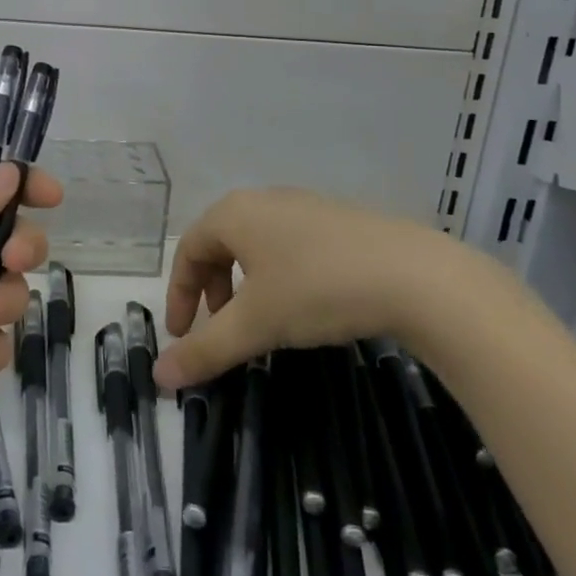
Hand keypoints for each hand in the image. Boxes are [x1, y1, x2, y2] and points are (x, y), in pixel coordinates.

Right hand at [152, 187, 465, 391]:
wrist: (415, 276)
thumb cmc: (317, 289)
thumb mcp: (256, 325)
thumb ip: (206, 349)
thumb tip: (159, 376)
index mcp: (234, 213)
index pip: (188, 250)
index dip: (179, 294)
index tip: (184, 335)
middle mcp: (263, 200)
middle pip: (220, 243)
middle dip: (212, 288)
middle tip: (221, 327)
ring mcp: (304, 206)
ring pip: (256, 244)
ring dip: (245, 283)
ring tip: (262, 320)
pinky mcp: (337, 220)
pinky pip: (289, 244)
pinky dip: (278, 275)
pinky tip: (304, 304)